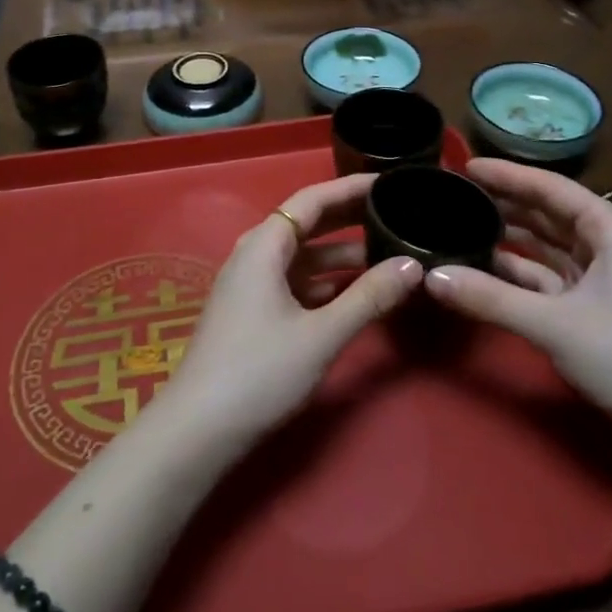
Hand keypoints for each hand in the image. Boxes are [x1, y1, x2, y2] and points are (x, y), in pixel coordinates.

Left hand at [162, 174, 424, 447]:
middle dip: (349, 217)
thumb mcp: (321, 334)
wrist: (198, 429)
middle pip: (307, 223)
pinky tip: (354, 291)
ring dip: (341, 254)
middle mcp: (255, 254)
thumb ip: (369, 297)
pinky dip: (326, 280)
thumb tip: (413, 265)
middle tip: (395, 212)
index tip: (388, 182)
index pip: (312, 199)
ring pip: (303, 256)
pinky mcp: (252, 310)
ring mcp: (251, 283)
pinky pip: (295, 280)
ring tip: (386, 253)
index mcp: (265, 245)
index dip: (350, 188)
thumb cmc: (259, 371)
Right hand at [424, 158, 611, 441]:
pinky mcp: (595, 307)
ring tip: (463, 225)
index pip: (549, 187)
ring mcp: (602, 276)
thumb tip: (431, 277)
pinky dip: (518, 272)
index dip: (506, 175)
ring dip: (509, 238)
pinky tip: (485, 269)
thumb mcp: (555, 325)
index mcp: (610, 228)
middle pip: (547, 212)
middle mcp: (607, 243)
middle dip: (505, 203)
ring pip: (546, 245)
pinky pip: (548, 276)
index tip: (465, 166)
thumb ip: (491, 298)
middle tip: (456, 194)